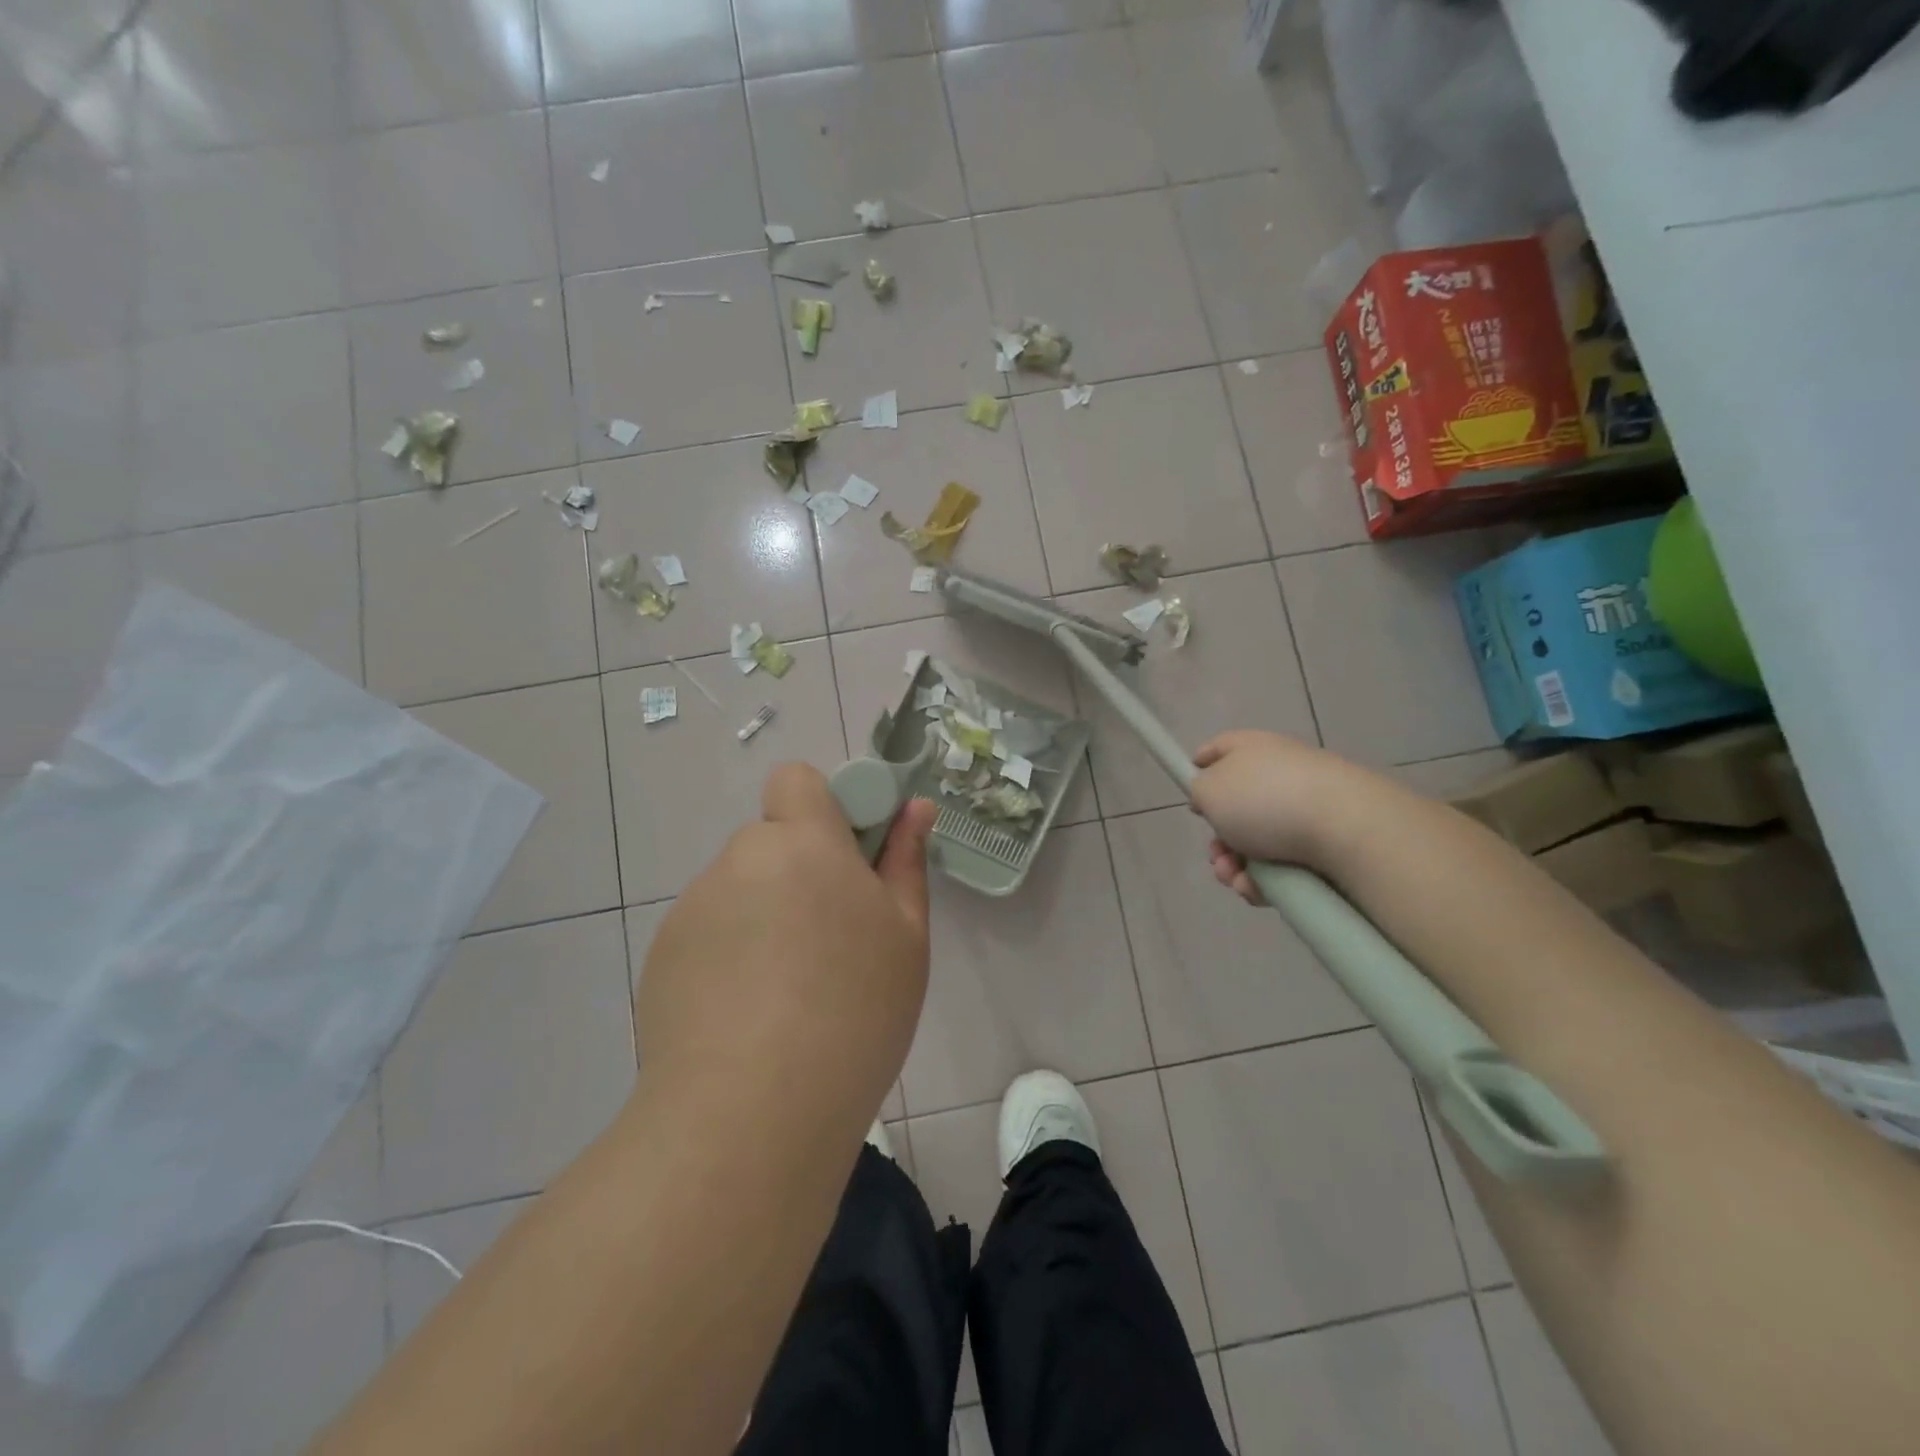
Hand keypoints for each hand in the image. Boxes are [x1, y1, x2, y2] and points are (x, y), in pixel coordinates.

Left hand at [635, 763, 936, 1127]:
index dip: (822, 807)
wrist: (754, 1112)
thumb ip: (905, 860)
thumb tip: (916, 807)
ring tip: (788, 992)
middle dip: (798, 870)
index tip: (848, 858)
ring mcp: (694, 908)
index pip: (796, 780)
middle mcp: (740, 859)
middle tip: (829, 939)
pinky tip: (747, 1017)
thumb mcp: (906, 934)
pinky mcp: (662, 956)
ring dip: (764, 915)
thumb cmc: (855, 1009)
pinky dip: (729, 955)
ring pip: (741, 889)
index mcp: (803, 842)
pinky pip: (709, 933)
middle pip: (771, 841)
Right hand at [1189, 730, 1367, 906]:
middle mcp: (1280, 774)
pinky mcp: (1325, 844)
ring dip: (1236, 866)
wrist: (1346, 828)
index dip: (1199, 766)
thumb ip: (1199, 791)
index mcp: (1252, 749)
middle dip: (1219, 840)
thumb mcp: (1209, 790)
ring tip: (1235, 879)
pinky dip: (1265, 880)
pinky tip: (1259, 890)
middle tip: (1216, 857)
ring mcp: (1306, 809)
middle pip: (1236, 808)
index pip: (1219, 748)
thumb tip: (1211, 798)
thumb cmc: (1266, 800)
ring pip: (1256, 843)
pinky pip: (1283, 865)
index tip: (1189, 791)